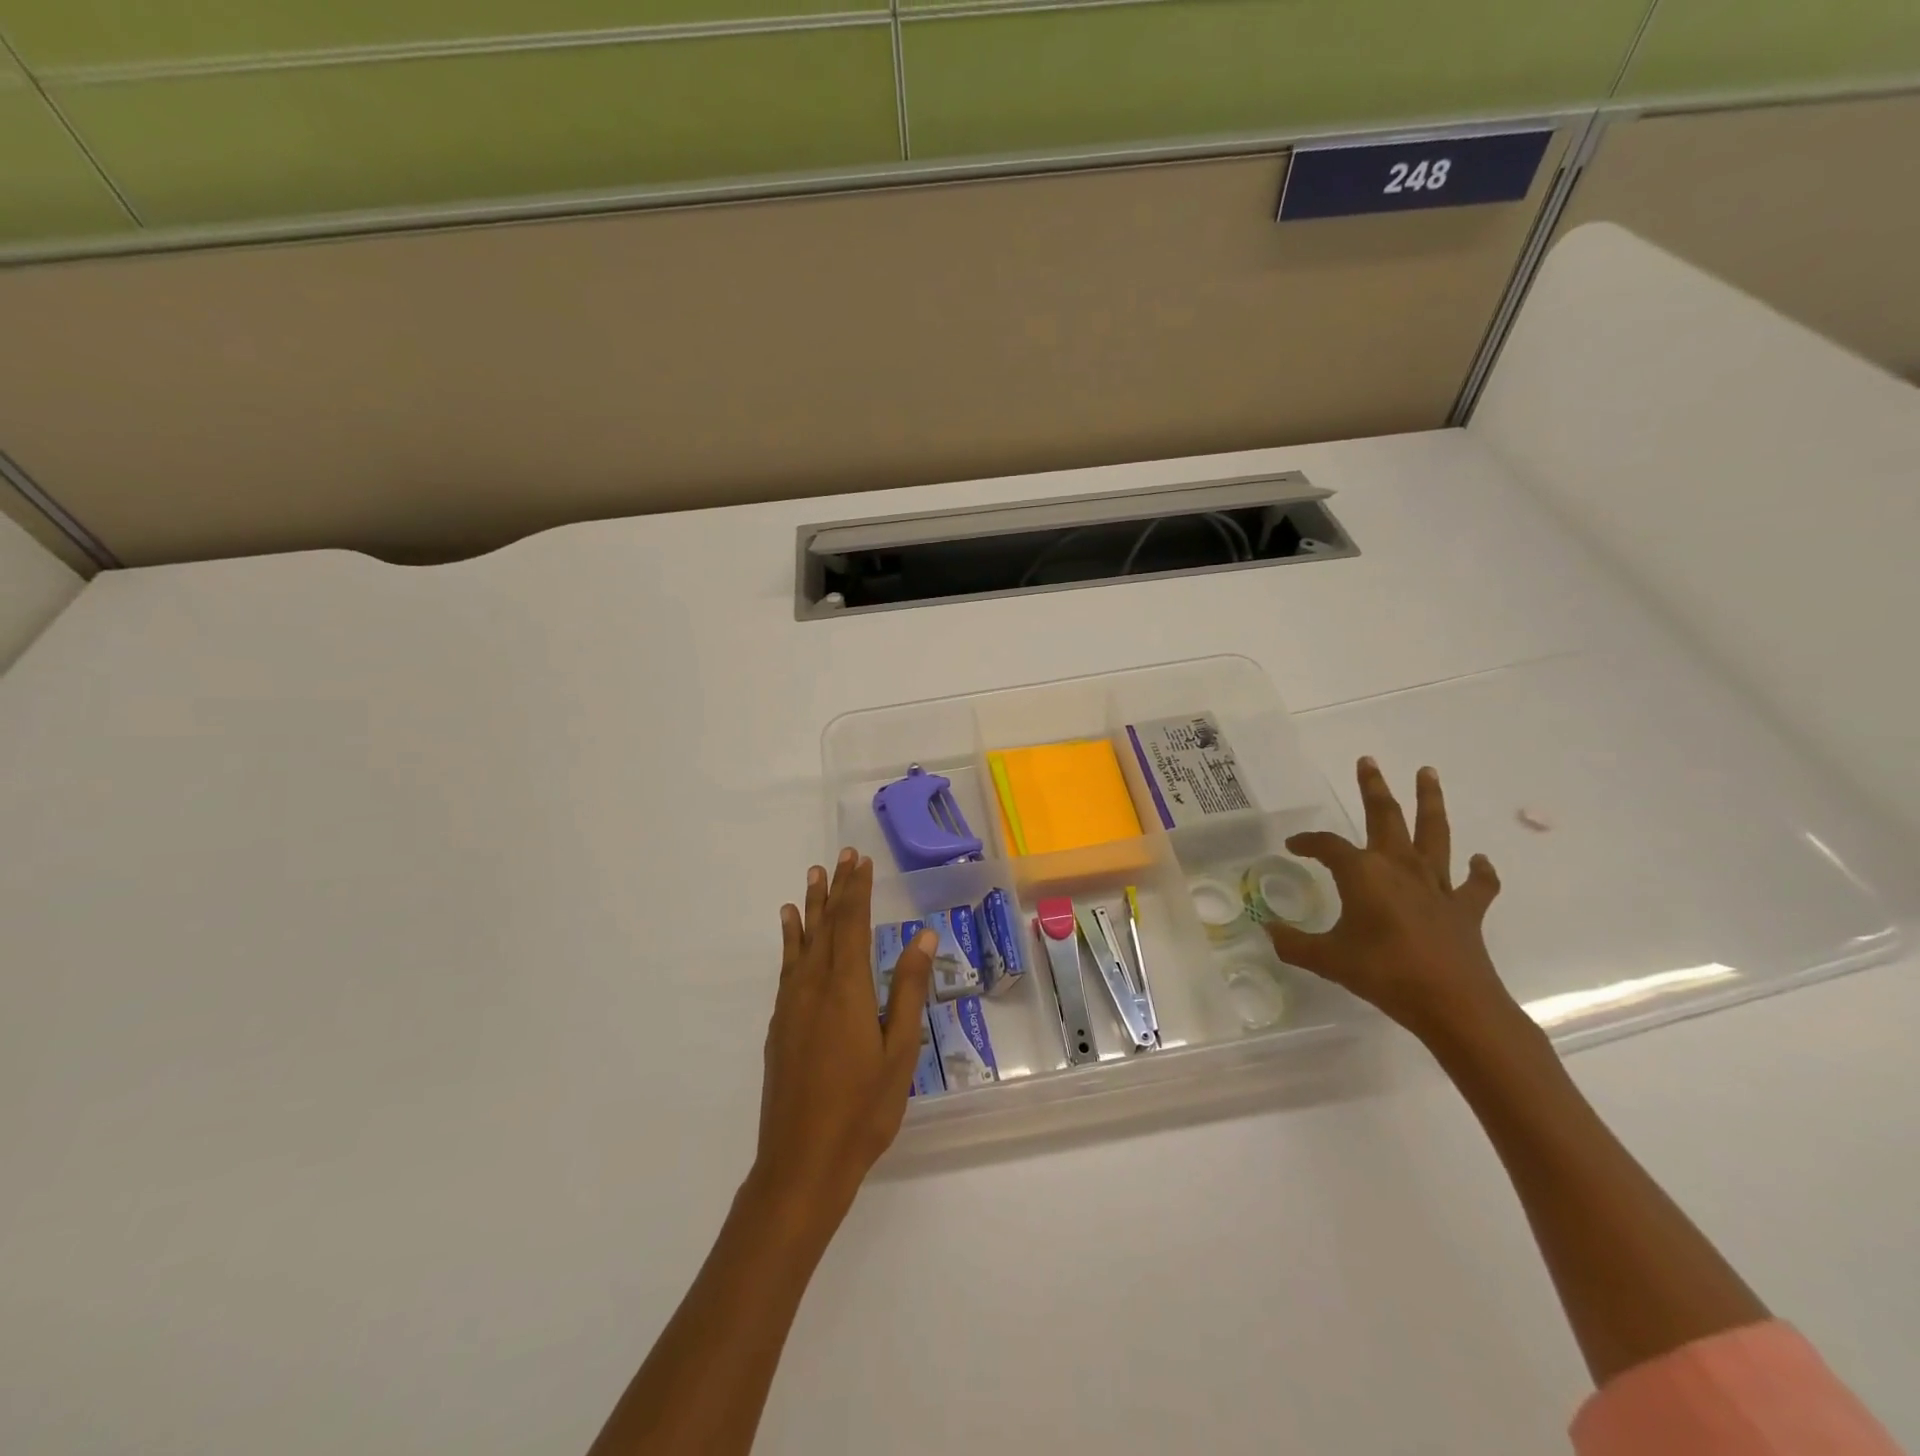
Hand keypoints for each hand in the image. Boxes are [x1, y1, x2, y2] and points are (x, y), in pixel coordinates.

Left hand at [751, 849, 935, 1229]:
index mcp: (848, 989)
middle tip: (841, 857)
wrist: (802, 1162)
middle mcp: (814, 987)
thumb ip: (908, 990)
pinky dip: (790, 940)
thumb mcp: (899, 1050)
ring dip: (810, 907)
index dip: (858, 891)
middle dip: (836, 889)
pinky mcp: (779, 1025)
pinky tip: (790, 929)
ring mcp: (792, 1005)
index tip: (861, 861)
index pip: (853, 925)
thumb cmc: (863, 1109)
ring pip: (802, 942)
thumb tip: (922, 936)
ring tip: (812, 877)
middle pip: (827, 926)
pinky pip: (787, 966)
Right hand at [1265, 759, 1513, 1047]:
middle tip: (1368, 761)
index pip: (1328, 846)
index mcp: (1363, 874)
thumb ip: (1294, 944)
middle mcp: (1399, 868)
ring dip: (1430, 801)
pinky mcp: (1466, 908)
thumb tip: (1267, 931)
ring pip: (1434, 833)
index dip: (1308, 842)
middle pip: (1385, 817)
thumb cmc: (1384, 974)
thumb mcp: (1327, 960)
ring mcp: (1436, 886)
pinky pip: (1476, 884)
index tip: (1294, 845)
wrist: (1455, 1004)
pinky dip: (1479, 871)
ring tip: (1428, 773)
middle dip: (1374, 788)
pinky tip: (1479, 861)